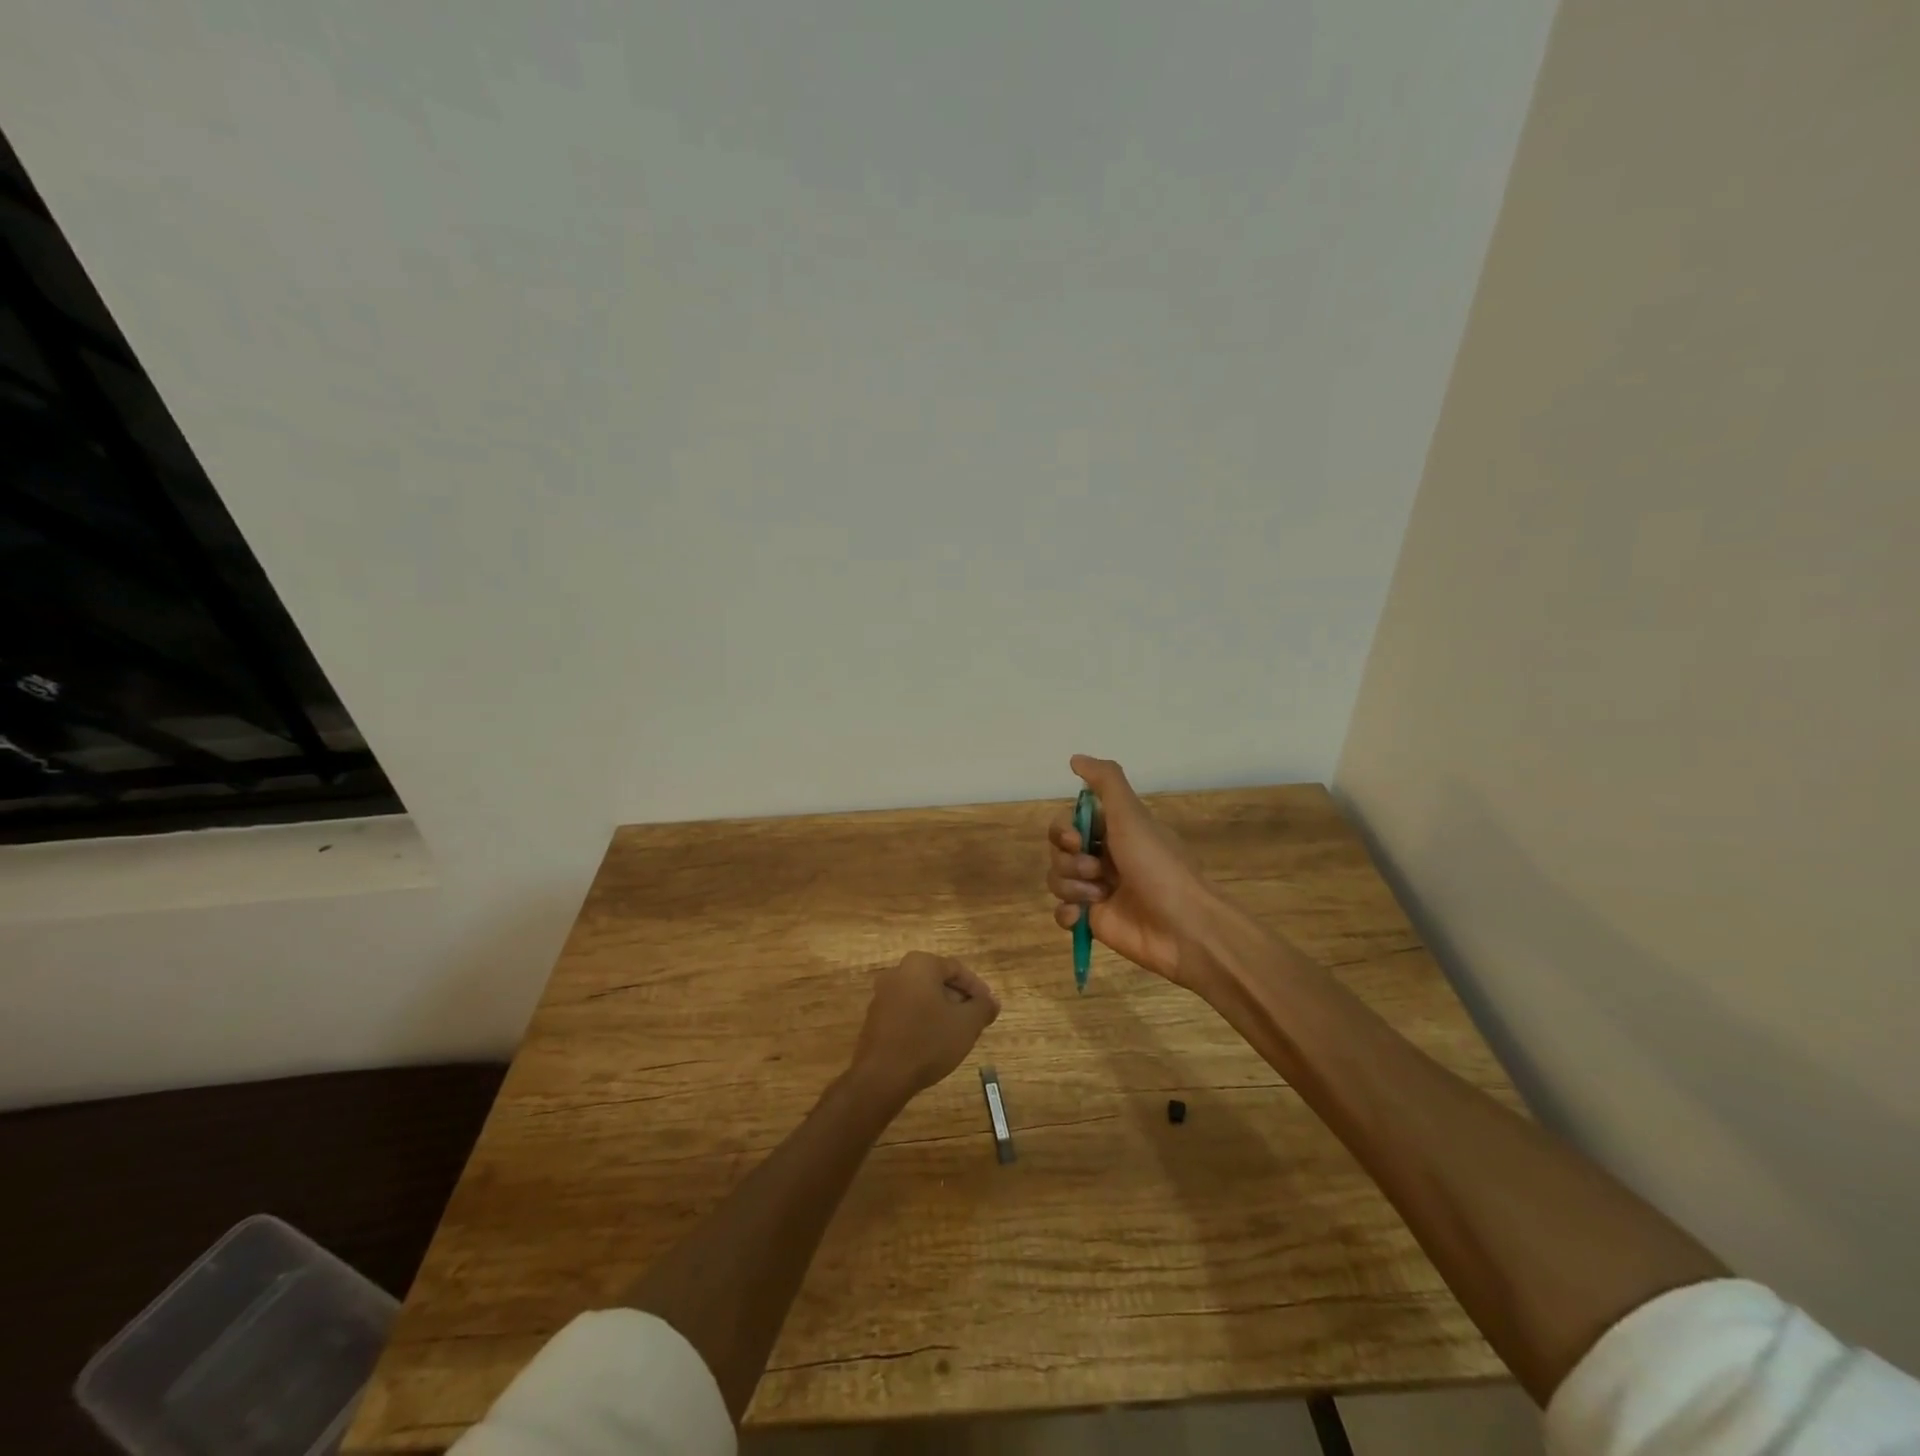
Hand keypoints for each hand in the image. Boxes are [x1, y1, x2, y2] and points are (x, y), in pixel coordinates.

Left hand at [848, 952, 999, 1102]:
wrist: (882, 1076)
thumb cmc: (928, 1041)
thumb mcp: (966, 1024)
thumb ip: (983, 1007)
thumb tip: (991, 1002)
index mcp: (919, 964)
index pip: (957, 969)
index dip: (977, 989)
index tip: (989, 1009)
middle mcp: (898, 972)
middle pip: (938, 981)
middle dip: (959, 999)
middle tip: (975, 1020)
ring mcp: (883, 995)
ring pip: (922, 997)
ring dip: (942, 1011)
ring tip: (957, 1033)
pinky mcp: (875, 1018)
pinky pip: (907, 1012)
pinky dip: (923, 1021)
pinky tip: (934, 1043)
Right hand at [1046, 754, 1231, 991]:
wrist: (1184, 927)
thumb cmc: (1158, 866)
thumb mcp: (1132, 815)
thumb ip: (1105, 781)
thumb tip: (1075, 758)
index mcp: (1115, 832)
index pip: (1070, 822)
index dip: (1064, 830)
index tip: (1077, 839)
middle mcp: (1104, 858)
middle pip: (1059, 851)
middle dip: (1069, 860)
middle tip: (1096, 870)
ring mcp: (1097, 891)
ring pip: (1057, 880)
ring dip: (1071, 885)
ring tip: (1099, 895)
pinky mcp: (1094, 921)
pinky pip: (1062, 912)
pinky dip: (1067, 913)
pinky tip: (1082, 916)